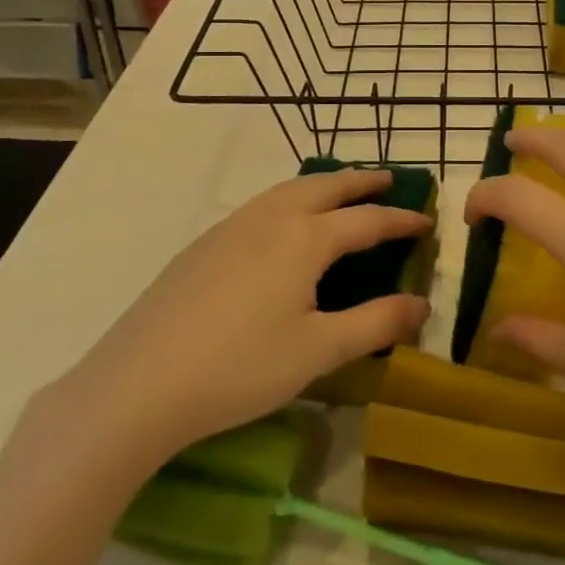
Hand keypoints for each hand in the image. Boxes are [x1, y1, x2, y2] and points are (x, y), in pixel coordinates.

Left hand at [65, 169, 430, 455]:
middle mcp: (269, 219)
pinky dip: (289, 200)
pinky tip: (283, 226)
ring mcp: (230, 228)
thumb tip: (421, 304)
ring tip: (340, 192)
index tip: (426, 219)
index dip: (400, 220)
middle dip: (360, 181)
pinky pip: (260, 206)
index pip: (366, 220)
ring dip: (322, 185)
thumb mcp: (319, 351)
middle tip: (388, 179)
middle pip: (324, 187)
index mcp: (304, 239)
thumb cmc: (240, 368)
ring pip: (287, 190)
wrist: (138, 384)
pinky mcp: (202, 246)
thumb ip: (376, 324)